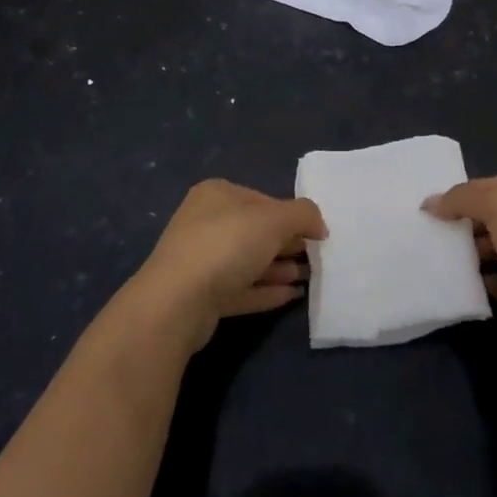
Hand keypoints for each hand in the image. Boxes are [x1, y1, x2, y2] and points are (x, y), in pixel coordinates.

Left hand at [131, 180, 326, 350]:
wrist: (177, 302)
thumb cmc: (227, 245)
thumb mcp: (274, 219)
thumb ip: (303, 215)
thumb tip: (319, 224)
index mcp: (217, 194)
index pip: (263, 200)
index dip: (292, 216)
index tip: (315, 234)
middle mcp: (205, 221)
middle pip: (255, 230)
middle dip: (286, 243)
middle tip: (314, 258)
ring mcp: (200, 260)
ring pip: (248, 261)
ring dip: (278, 268)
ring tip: (307, 278)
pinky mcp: (201, 295)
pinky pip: (240, 288)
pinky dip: (265, 290)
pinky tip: (290, 297)